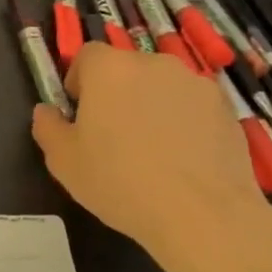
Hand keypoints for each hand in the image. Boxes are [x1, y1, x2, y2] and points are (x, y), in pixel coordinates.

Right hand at [31, 43, 271, 271]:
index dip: (80, 82)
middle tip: (115, 135)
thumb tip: (46, 111)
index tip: (81, 115)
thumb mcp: (64, 162)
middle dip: (118, 94)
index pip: (87, 56)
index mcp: (108, 68)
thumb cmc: (121, 182)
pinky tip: (186, 159)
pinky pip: (193, 106)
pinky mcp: (225, 107)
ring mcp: (193, 83)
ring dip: (153, 105)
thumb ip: (48, 128)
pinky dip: (186, 122)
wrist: (204, 215)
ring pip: (161, 86)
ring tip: (155, 150)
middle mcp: (151, 63)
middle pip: (126, 69)